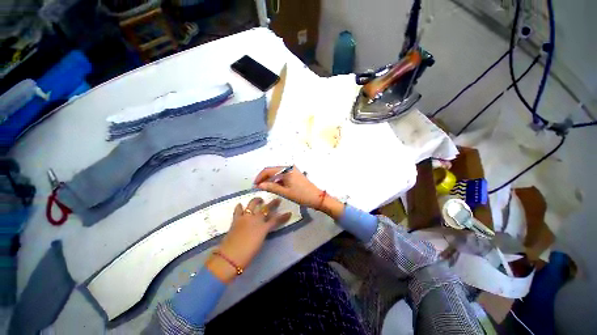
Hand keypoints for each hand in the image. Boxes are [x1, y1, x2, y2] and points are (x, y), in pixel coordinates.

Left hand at [207, 197, 290, 282]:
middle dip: (273, 204)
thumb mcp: (260, 242)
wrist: (230, 256)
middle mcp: (256, 220)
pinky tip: (240, 204)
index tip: (289, 213)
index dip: (283, 216)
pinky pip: (238, 211)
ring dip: (256, 200)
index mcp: (263, 228)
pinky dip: (239, 207)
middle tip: (277, 199)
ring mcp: (245, 218)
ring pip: (252, 205)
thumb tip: (264, 228)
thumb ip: (263, 232)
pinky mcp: (236, 220)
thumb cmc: (248, 254)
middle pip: (266, 209)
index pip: (276, 220)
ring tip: (259, 199)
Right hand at [254, 166, 344, 218]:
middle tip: (258, 187)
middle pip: (272, 170)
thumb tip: (259, 185)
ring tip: (264, 188)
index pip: (268, 170)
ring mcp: (293, 170)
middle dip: (264, 178)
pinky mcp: (295, 174)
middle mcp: (289, 167)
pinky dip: (277, 180)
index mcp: (286, 170)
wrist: (317, 198)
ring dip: (270, 179)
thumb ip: (271, 187)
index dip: (260, 177)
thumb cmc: (301, 195)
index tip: (254, 185)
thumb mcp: (285, 192)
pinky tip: (274, 187)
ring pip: (277, 173)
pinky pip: (283, 175)